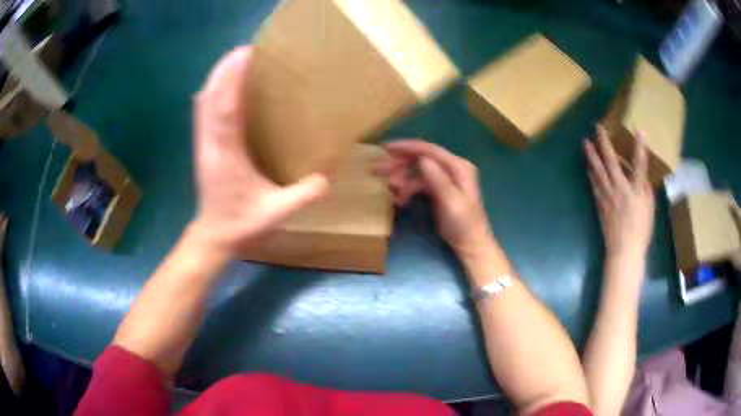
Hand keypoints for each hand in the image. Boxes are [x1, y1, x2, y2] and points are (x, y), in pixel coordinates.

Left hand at [192, 47, 328, 250]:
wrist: (214, 237)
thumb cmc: (242, 225)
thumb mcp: (278, 214)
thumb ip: (304, 195)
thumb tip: (328, 175)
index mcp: (226, 156)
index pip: (225, 108)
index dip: (233, 78)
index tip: (247, 54)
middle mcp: (210, 144)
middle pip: (209, 97)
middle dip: (224, 69)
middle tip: (246, 49)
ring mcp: (203, 144)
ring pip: (203, 102)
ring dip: (217, 77)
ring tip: (236, 60)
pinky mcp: (202, 146)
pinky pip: (203, 111)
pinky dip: (213, 91)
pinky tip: (225, 85)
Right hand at [380, 139, 493, 254]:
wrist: (471, 244)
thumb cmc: (464, 225)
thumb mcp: (451, 203)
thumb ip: (438, 180)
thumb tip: (422, 160)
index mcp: (458, 166)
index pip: (429, 150)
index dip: (407, 147)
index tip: (385, 148)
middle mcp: (453, 167)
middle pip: (422, 157)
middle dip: (401, 162)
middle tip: (380, 170)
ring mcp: (446, 178)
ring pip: (419, 170)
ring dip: (403, 177)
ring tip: (390, 187)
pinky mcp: (441, 189)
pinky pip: (420, 183)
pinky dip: (408, 188)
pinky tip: (399, 199)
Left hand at [584, 125, 654, 257]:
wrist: (623, 250)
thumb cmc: (641, 230)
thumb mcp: (649, 208)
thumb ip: (644, 188)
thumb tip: (638, 175)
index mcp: (634, 190)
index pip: (639, 164)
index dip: (640, 147)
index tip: (640, 131)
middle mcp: (619, 188)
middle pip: (610, 161)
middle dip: (603, 142)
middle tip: (596, 127)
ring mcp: (607, 196)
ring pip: (597, 170)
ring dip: (591, 155)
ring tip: (585, 143)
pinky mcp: (599, 204)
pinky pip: (594, 184)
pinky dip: (590, 173)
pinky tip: (587, 167)